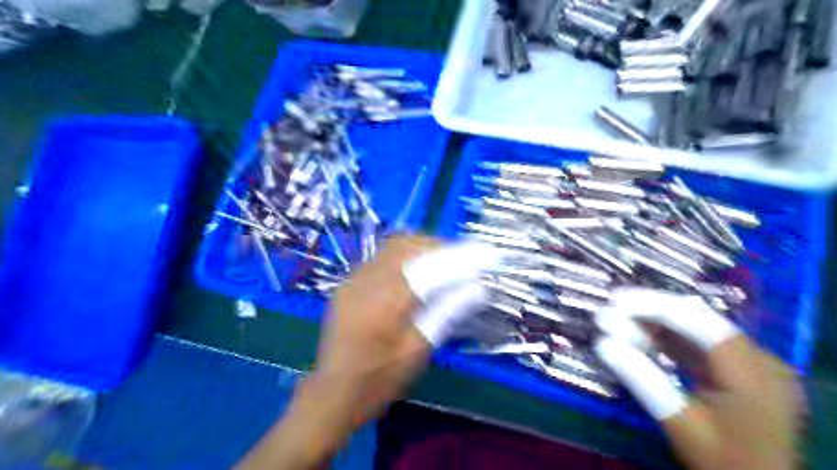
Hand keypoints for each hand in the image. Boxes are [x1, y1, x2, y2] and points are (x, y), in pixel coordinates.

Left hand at [239, 238, 492, 469]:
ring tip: (442, 262)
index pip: (432, 265)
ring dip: (420, 248)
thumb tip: (477, 288)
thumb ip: (446, 313)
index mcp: (388, 300)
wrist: (332, 393)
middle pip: (408, 244)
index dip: (462, 257)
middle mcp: (368, 279)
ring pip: (392, 246)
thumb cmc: (379, 379)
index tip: (487, 255)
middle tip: (463, 260)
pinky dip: (402, 256)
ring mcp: (353, 278)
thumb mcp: (418, 351)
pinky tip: (413, 272)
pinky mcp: (347, 283)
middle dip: (439, 246)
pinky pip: (379, 257)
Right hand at [594, 288, 796, 469]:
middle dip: (649, 311)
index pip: (699, 322)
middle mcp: (759, 358)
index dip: (654, 306)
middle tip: (609, 308)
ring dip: (655, 323)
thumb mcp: (679, 423)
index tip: (615, 301)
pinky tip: (640, 335)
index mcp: (753, 373)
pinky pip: (699, 342)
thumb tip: (602, 344)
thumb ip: (643, 380)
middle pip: (697, 318)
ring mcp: (751, 362)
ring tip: (617, 321)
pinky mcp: (739, 368)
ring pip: (696, 327)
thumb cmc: (723, 462)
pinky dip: (667, 338)